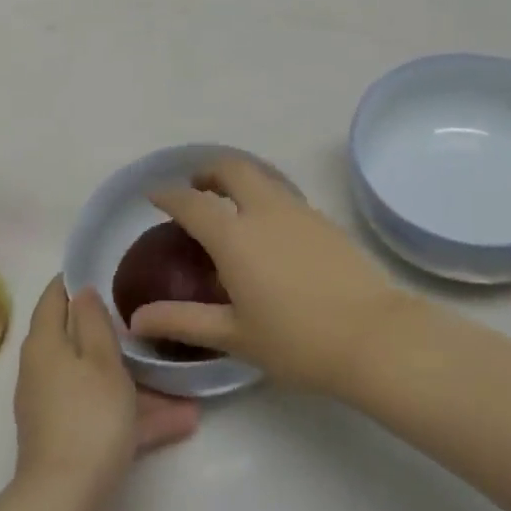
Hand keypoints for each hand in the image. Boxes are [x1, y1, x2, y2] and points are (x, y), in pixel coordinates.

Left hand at [14, 276, 198, 498]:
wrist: (64, 499)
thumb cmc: (88, 415)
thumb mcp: (102, 360)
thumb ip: (94, 321)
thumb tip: (82, 292)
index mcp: (46, 342)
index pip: (54, 296)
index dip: (76, 279)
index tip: (108, 268)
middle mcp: (43, 369)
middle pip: (79, 339)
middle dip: (115, 334)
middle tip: (150, 320)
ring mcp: (54, 405)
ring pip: (98, 380)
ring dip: (136, 380)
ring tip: (181, 382)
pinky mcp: (67, 436)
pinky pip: (104, 412)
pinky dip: (134, 413)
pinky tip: (181, 422)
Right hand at [136, 158, 410, 393]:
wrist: (375, 337)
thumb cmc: (297, 341)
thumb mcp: (235, 336)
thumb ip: (183, 321)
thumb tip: (136, 320)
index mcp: (234, 237)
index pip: (191, 203)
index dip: (168, 195)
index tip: (154, 195)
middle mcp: (264, 211)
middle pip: (232, 169)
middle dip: (208, 171)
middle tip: (197, 188)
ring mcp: (299, 211)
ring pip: (262, 177)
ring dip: (239, 180)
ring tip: (231, 206)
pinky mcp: (324, 220)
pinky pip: (284, 194)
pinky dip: (265, 197)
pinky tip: (269, 229)